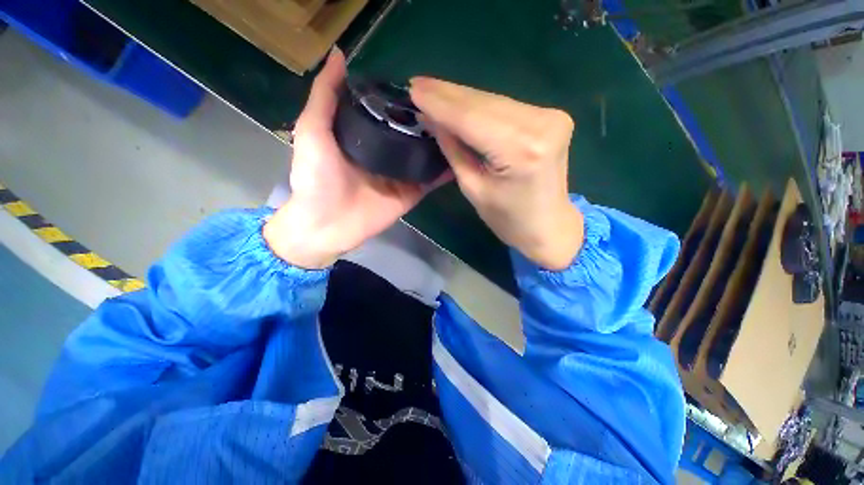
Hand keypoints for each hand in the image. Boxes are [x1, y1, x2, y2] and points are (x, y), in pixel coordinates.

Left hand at [264, 49, 446, 268]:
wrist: (326, 223)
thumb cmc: (315, 177)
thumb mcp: (313, 130)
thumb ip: (325, 95)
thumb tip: (340, 54)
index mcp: (365, 135)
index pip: (390, 110)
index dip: (404, 97)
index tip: (425, 83)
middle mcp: (386, 153)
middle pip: (412, 133)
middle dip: (429, 120)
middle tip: (450, 105)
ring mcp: (401, 175)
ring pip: (425, 155)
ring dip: (441, 144)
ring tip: (461, 126)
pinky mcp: (411, 193)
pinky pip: (431, 180)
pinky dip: (445, 171)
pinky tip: (462, 156)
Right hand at [410, 78, 582, 270]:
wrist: (548, 226)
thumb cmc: (508, 219)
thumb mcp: (473, 189)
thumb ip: (453, 150)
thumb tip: (431, 119)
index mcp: (520, 150)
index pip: (471, 118)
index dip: (439, 103)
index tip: (412, 89)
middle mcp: (540, 124)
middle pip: (483, 103)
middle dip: (446, 94)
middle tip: (416, 85)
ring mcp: (550, 116)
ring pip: (492, 100)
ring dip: (460, 97)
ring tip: (430, 91)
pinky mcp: (550, 116)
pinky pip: (504, 106)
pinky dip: (479, 105)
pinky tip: (458, 102)